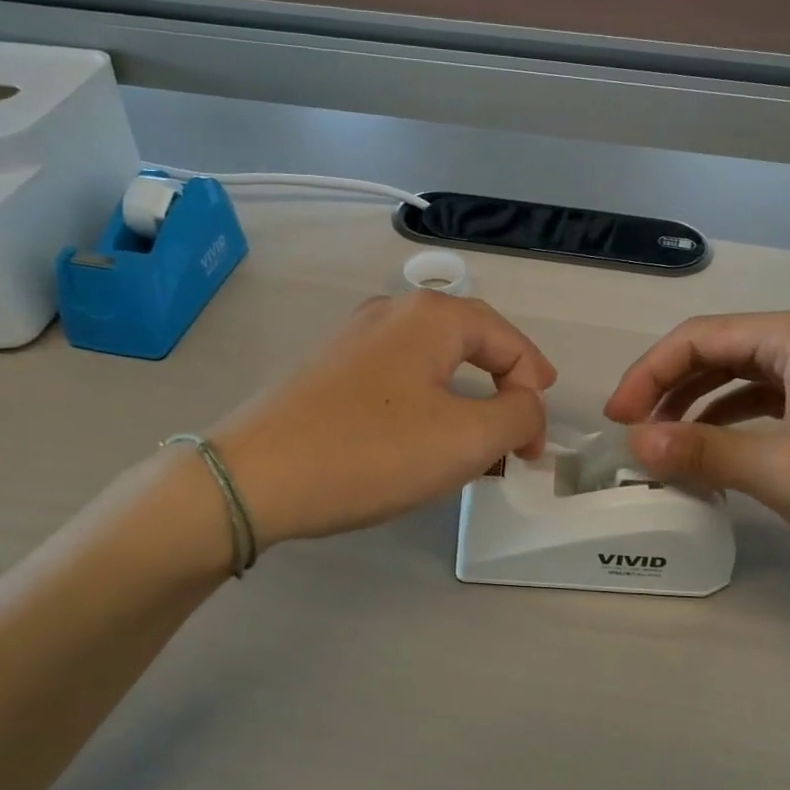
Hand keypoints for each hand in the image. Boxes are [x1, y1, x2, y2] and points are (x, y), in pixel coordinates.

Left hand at [212, 292, 556, 548]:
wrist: (253, 477)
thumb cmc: (371, 451)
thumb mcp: (466, 439)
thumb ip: (518, 416)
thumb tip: (527, 405)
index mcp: (432, 316)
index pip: (509, 342)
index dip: (535, 392)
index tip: (536, 448)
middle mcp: (392, 312)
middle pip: (472, 343)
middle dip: (504, 387)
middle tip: (520, 429)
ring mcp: (353, 338)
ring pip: (433, 362)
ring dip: (466, 398)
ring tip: (477, 440)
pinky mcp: (328, 370)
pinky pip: (398, 379)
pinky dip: (427, 405)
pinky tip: (422, 438)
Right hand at [604, 310, 789, 588]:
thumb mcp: (779, 470)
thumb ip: (701, 450)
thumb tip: (635, 442)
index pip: (701, 336)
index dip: (649, 371)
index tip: (616, 417)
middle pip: (718, 352)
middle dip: (668, 387)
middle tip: (633, 431)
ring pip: (738, 379)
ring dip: (695, 406)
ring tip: (662, 444)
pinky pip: (763, 404)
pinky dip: (728, 423)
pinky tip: (709, 452)